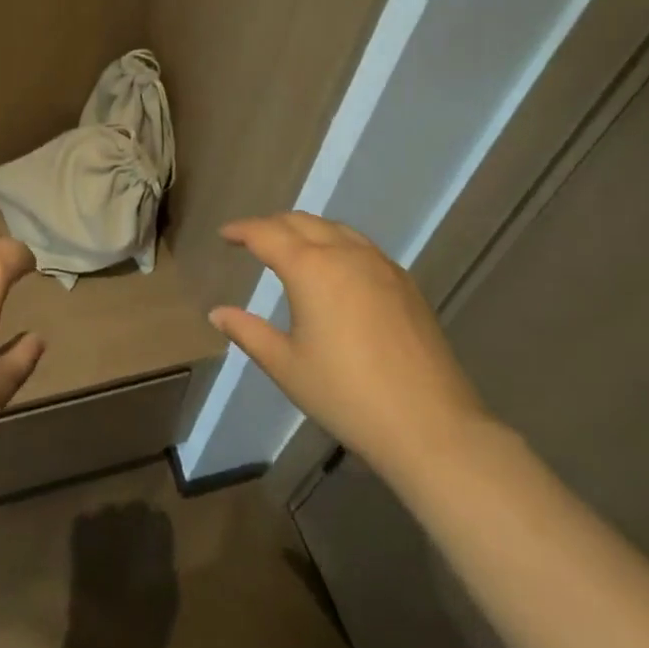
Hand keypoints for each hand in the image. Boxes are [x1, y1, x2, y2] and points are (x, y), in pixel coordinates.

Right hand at [208, 212, 490, 484]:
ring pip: (335, 229)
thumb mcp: (286, 366)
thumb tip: (218, 313)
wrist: (431, 425)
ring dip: (306, 229)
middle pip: (301, 222)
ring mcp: (380, 266)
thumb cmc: (346, 395)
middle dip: (272, 225)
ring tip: (290, 247)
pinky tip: (334, 268)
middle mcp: (345, 254)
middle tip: (252, 238)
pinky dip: (336, 243)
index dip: (242, 230)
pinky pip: (361, 246)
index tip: (225, 234)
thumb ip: (248, 332)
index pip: (267, 234)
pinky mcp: (405, 283)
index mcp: (310, 268)